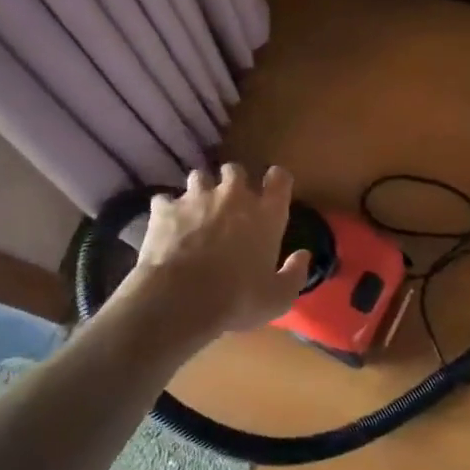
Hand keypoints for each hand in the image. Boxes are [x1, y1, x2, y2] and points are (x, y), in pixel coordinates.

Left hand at [120, 164, 312, 337]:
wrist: (180, 299)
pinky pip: (165, 200)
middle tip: (230, 203)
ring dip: (200, 191)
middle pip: (236, 170)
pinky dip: (167, 210)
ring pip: (199, 177)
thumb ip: (295, 274)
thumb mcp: (277, 298)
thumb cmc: (237, 299)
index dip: (276, 180)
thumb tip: (304, 255)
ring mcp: (196, 198)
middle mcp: (233, 196)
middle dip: (233, 182)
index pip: (279, 179)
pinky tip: (166, 226)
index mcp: (266, 213)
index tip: (273, 190)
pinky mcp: (165, 208)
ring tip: (196, 210)